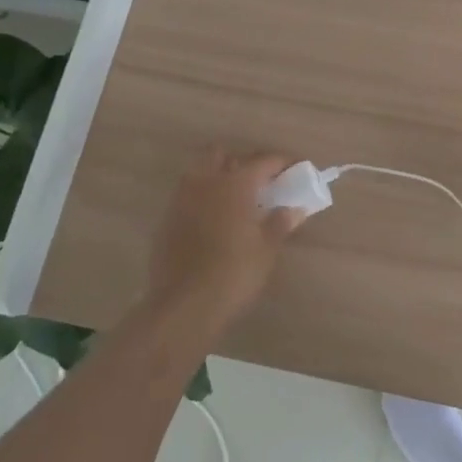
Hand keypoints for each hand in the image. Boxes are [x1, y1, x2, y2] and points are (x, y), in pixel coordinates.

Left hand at [143, 148, 302, 335]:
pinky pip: (186, 197)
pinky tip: (213, 221)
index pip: (262, 161)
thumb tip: (294, 208)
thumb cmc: (233, 273)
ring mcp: (181, 201)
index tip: (295, 168)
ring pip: (198, 172)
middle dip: (240, 161)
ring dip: (217, 177)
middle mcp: (205, 183)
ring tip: (234, 199)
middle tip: (257, 181)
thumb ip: (281, 223)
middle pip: (221, 154)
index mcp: (234, 184)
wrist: (183, 307)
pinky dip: (201, 199)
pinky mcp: (166, 221)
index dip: (282, 162)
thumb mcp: (266, 249)